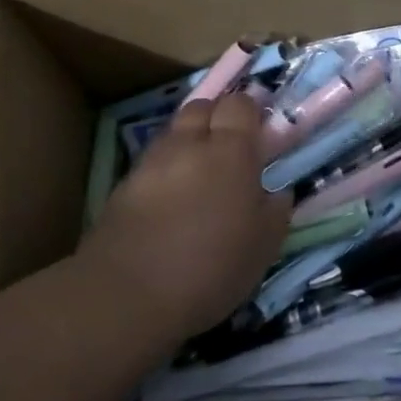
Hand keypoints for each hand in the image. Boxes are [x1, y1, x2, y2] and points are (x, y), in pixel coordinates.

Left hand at [80, 92, 291, 345]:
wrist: (128, 296)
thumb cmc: (211, 267)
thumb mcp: (264, 245)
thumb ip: (276, 209)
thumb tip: (277, 191)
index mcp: (231, 151)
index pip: (239, 104)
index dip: (250, 112)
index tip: (259, 131)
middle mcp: (189, 144)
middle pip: (202, 107)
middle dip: (216, 118)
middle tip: (229, 148)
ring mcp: (151, 162)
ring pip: (173, 133)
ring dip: (188, 142)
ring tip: (199, 173)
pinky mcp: (123, 185)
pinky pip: (151, 162)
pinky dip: (165, 170)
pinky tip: (170, 199)